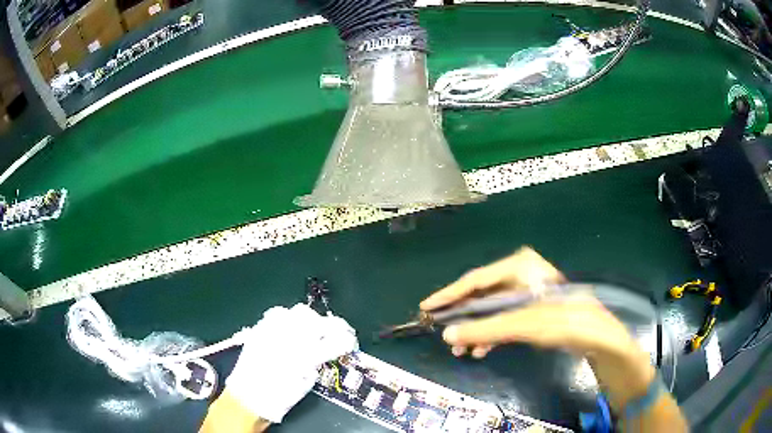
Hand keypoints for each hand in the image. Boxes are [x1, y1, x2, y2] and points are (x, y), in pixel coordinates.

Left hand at [224, 303, 357, 422]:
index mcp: (306, 356)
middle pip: (318, 319)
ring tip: (310, 331)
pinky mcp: (260, 328)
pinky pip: (278, 313)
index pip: (335, 339)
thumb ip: (319, 362)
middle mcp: (291, 338)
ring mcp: (274, 329)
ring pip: (299, 312)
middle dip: (330, 325)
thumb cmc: (280, 396)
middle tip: (334, 334)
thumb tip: (327, 351)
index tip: (350, 343)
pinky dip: (288, 318)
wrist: (248, 396)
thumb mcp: (307, 382)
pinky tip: (289, 328)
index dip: (347, 340)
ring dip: (310, 320)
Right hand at [420, 248, 654, 410]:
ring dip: (475, 330)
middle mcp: (520, 275)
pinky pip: (503, 319)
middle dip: (462, 318)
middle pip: (481, 295)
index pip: (475, 280)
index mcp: (519, 266)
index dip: (449, 295)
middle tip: (442, 334)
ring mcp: (526, 292)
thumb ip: (484, 330)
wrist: (597, 334)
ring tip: (459, 350)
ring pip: (491, 310)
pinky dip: (491, 334)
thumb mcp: (522, 324)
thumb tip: (447, 335)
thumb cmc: (563, 320)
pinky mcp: (532, 309)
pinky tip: (481, 350)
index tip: (427, 307)